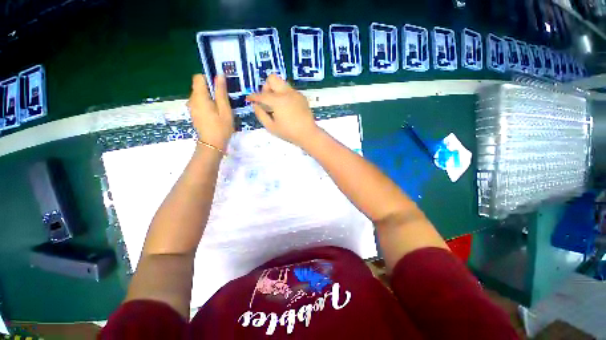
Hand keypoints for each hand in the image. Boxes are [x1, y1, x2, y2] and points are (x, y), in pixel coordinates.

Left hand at [188, 74, 233, 150]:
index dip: (209, 79)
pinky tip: (217, 113)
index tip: (221, 87)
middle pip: (200, 86)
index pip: (199, 77)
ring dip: (211, 97)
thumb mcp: (225, 109)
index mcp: (199, 97)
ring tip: (222, 108)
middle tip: (225, 100)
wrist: (212, 145)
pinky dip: (208, 104)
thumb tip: (219, 75)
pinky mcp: (194, 113)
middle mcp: (192, 100)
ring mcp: (192, 107)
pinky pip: (200, 102)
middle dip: (212, 89)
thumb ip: (221, 92)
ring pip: (201, 95)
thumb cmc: (221, 128)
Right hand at [246, 74, 318, 146]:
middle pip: (272, 79)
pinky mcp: (302, 97)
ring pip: (282, 83)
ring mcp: (296, 93)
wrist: (308, 134)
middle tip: (266, 100)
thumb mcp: (271, 127)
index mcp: (278, 101)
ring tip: (276, 105)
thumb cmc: (288, 133)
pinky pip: (289, 91)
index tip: (249, 99)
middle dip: (266, 87)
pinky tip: (286, 108)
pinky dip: (284, 95)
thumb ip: (260, 114)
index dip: (253, 97)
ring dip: (275, 91)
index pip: (262, 95)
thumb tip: (255, 105)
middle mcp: (287, 93)